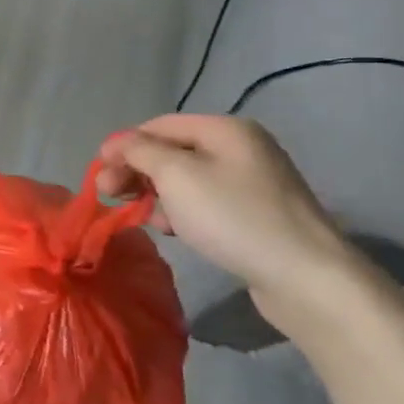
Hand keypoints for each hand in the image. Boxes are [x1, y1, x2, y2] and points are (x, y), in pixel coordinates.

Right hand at [94, 115, 356, 303]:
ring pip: (184, 179)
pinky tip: (171, 229)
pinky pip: (204, 202)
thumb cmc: (233, 217)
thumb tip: (117, 143)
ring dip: (154, 193)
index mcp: (225, 129)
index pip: (158, 126)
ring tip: (140, 215)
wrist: (305, 277)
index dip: (123, 146)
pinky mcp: (254, 213)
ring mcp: (251, 182)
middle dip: (136, 171)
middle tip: (107, 195)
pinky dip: (180, 211)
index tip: (98, 175)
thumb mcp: (176, 176)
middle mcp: (240, 148)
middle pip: (171, 151)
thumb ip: (139, 152)